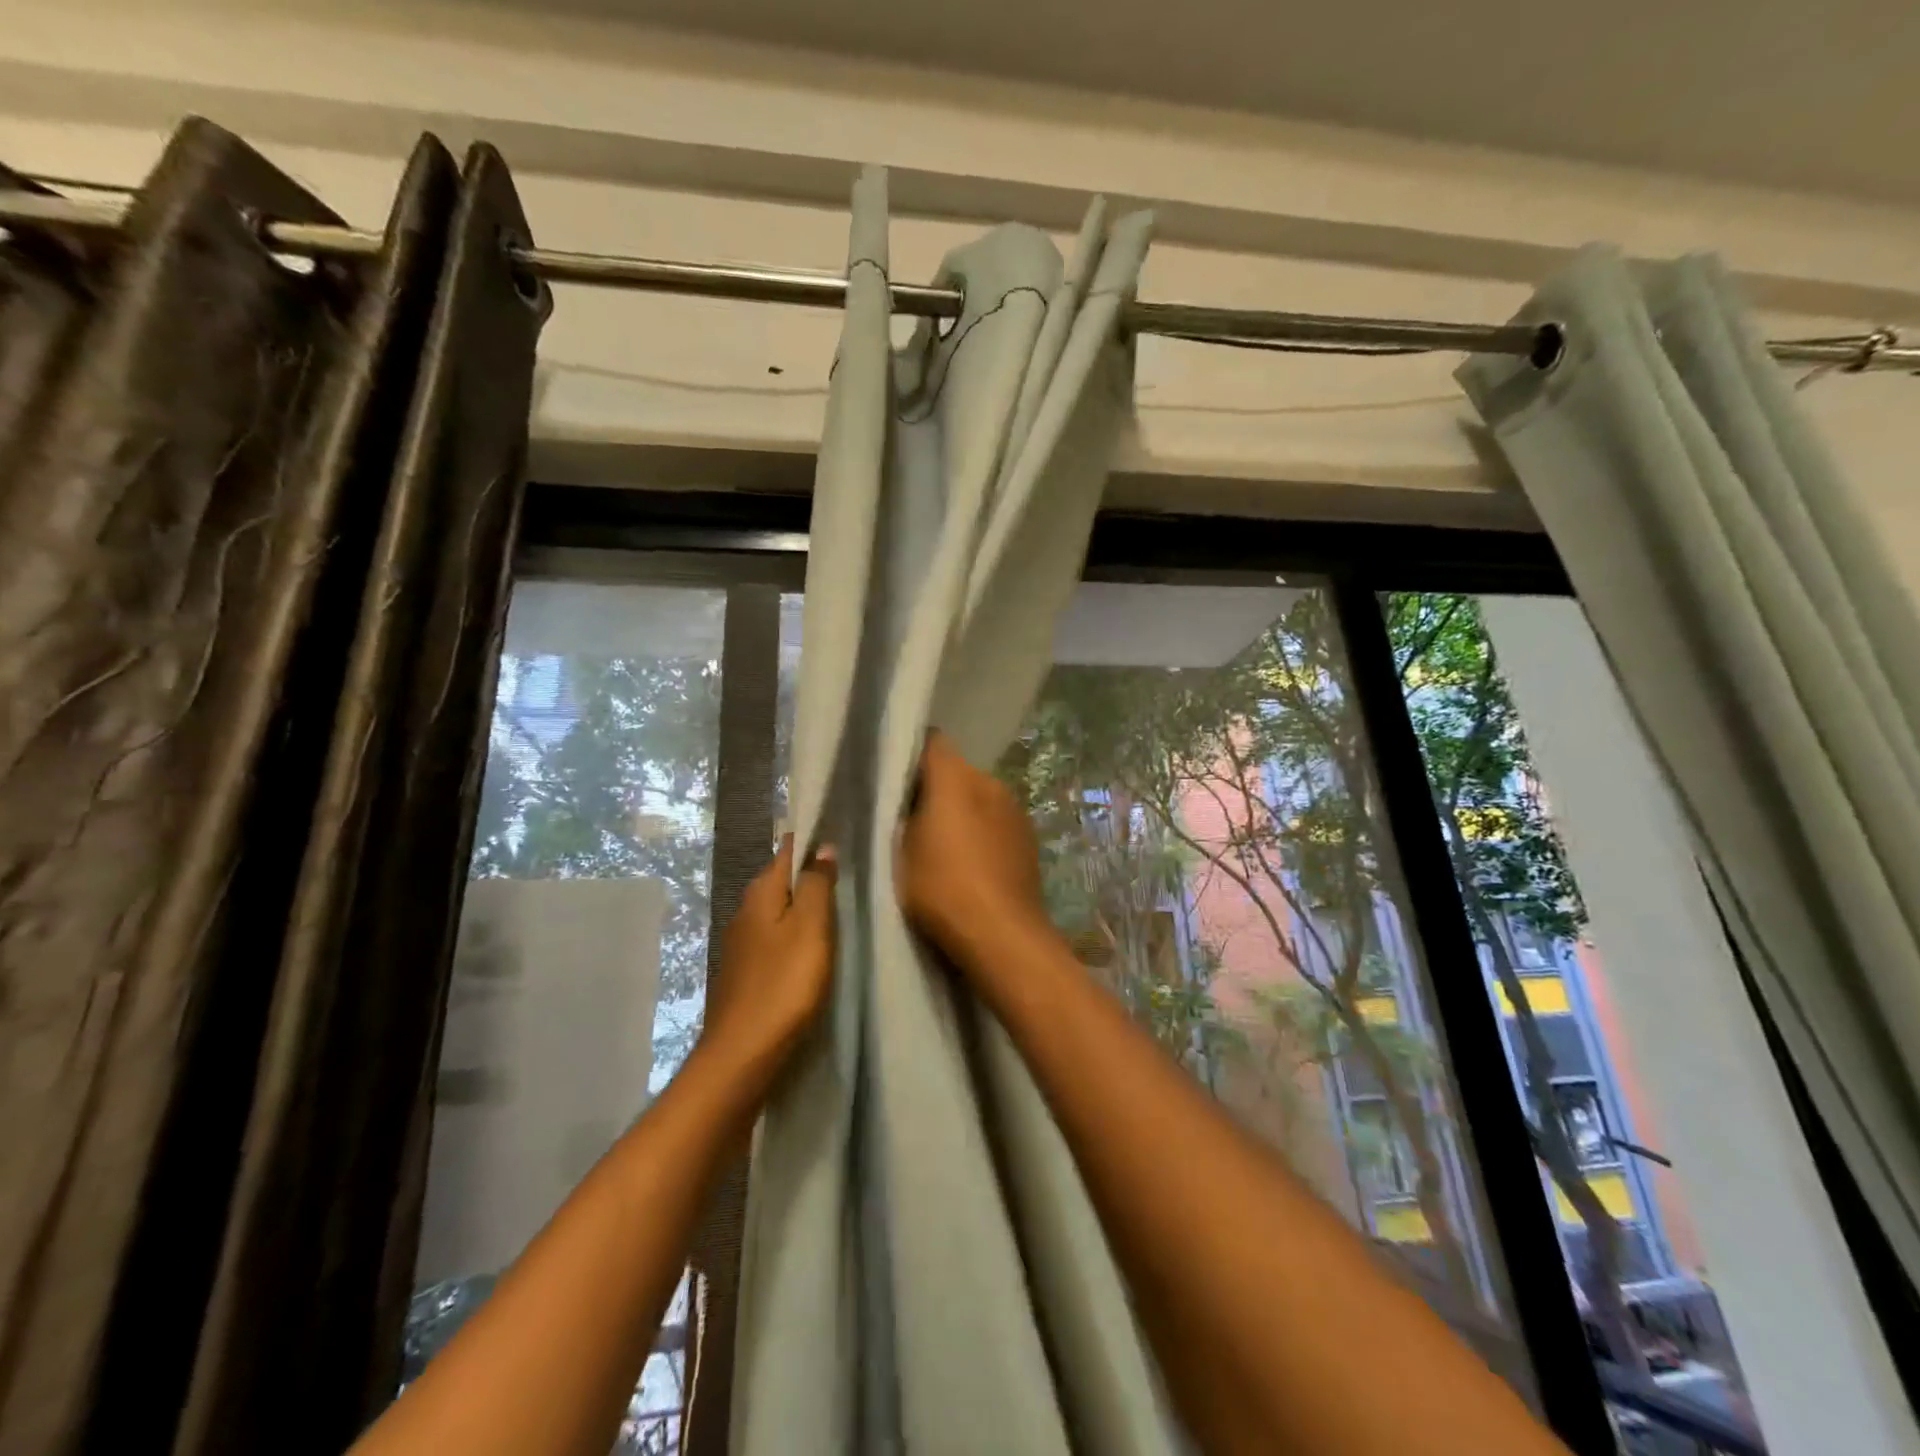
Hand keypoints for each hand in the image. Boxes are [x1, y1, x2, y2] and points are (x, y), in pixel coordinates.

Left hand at [698, 837, 837, 1079]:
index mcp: (760, 895)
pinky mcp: (746, 974)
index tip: (836, 833)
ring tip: (834, 906)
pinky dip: (793, 933)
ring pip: (776, 911)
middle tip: (844, 870)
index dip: (809, 841)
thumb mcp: (811, 928)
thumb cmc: (784, 984)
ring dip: (801, 905)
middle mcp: (745, 912)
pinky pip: (774, 938)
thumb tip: (821, 846)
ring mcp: (742, 945)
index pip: (786, 852)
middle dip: (807, 872)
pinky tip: (810, 946)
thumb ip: (817, 885)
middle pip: (780, 881)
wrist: (743, 1054)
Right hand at [899, 731, 1048, 967]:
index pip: (931, 743)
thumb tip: (904, 800)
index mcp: (955, 777)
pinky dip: (981, 829)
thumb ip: (902, 814)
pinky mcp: (1028, 835)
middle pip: (955, 771)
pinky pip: (995, 819)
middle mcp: (989, 781)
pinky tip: (971, 861)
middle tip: (910, 817)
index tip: (893, 778)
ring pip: (977, 795)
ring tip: (942, 843)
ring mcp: (1014, 808)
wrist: (1002, 933)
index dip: (910, 755)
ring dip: (960, 810)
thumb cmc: (942, 887)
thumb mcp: (900, 851)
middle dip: (934, 787)